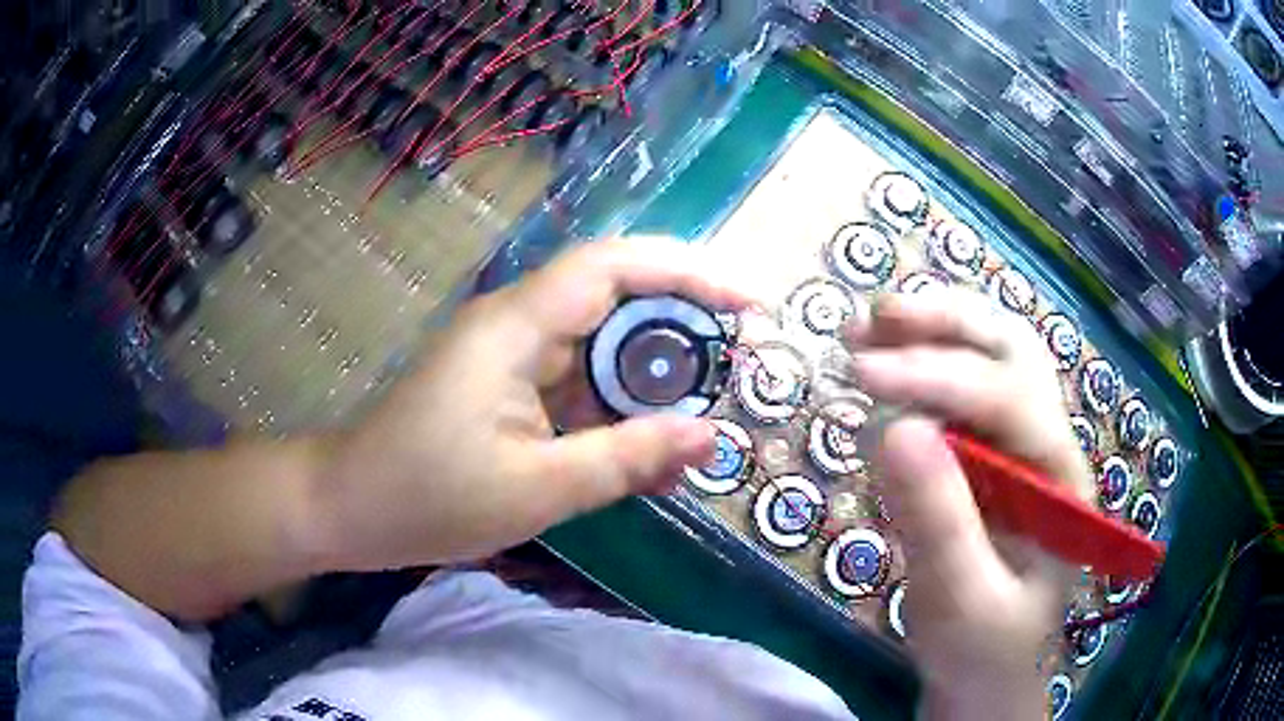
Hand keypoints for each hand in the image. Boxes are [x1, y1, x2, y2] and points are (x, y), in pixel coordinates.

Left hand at [314, 238, 754, 572]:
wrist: (353, 507)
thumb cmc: (429, 496)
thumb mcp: (537, 488)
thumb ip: (626, 460)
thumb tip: (710, 436)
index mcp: (516, 328)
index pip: (613, 266)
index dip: (687, 272)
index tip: (748, 302)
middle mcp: (517, 324)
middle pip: (616, 299)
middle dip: (684, 328)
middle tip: (740, 366)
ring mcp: (512, 355)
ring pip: (602, 347)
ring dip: (654, 381)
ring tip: (702, 421)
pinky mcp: (509, 386)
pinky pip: (578, 384)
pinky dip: (619, 411)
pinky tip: (650, 453)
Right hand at [843, 289, 1092, 719]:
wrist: (988, 672)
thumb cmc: (983, 647)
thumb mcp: (960, 601)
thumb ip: (937, 523)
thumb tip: (894, 428)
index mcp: (1059, 476)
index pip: (1008, 396)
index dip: (938, 374)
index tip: (863, 373)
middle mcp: (1047, 443)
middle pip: (1011, 350)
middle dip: (947, 322)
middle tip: (875, 318)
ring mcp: (1020, 446)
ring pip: (991, 356)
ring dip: (933, 331)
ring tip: (869, 329)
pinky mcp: (989, 457)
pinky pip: (963, 390)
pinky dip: (924, 363)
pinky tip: (886, 367)